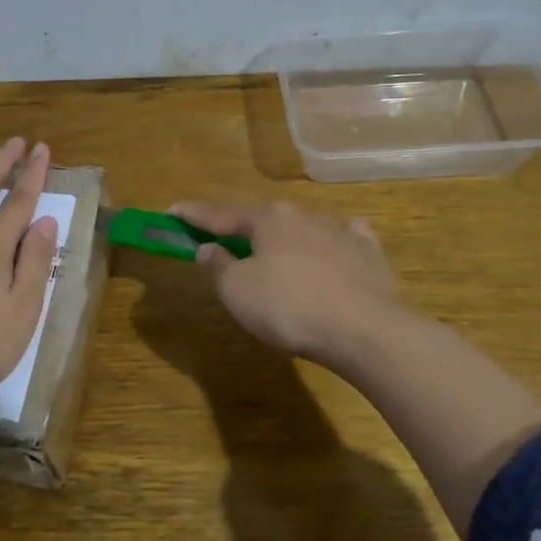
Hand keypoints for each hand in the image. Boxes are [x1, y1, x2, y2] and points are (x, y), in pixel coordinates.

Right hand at [170, 199, 400, 368]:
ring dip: (283, 237)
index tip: (172, 211)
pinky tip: (332, 246)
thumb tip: (208, 247)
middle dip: (241, 227)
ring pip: (302, 227)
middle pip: (262, 218)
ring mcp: (340, 230)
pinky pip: (341, 239)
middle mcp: (303, 215)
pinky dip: (328, 242)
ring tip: (274, 250)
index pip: (220, 214)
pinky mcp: (368, 253)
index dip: (194, 215)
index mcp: (268, 219)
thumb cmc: (290, 307)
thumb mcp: (238, 291)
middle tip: (223, 237)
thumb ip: (218, 266)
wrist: (367, 330)